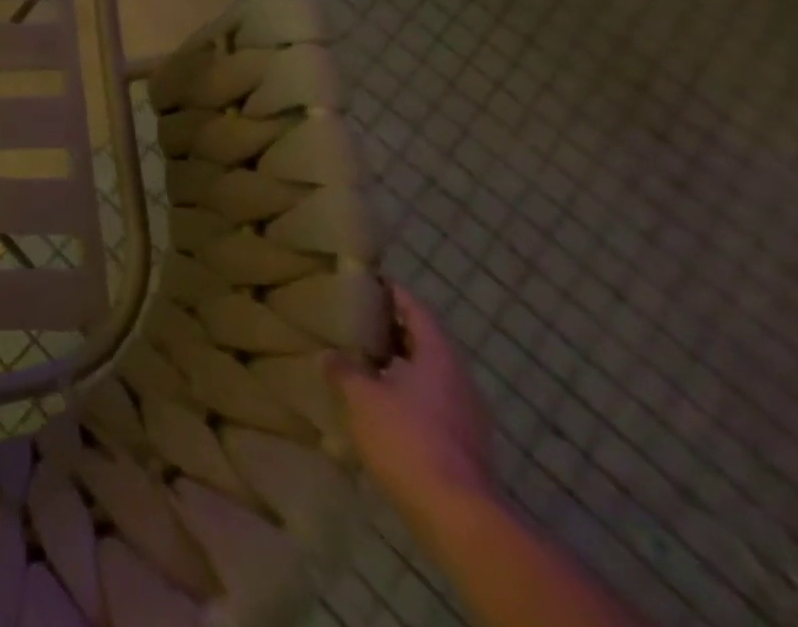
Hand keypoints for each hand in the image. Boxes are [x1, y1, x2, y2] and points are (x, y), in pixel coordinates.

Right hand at [327, 285, 498, 527]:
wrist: (458, 516)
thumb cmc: (407, 438)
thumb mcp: (360, 395)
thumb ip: (343, 368)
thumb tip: (330, 355)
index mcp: (438, 356)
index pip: (415, 309)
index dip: (391, 292)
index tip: (365, 281)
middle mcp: (459, 380)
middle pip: (423, 341)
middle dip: (390, 330)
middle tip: (353, 319)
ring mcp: (466, 416)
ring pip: (427, 375)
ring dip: (396, 365)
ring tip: (360, 360)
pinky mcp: (463, 445)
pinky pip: (430, 404)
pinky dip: (404, 394)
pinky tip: (377, 403)